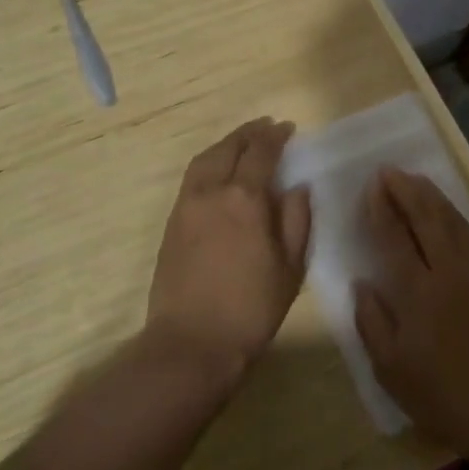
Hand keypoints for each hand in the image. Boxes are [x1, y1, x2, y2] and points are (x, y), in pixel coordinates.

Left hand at [146, 118, 311, 379]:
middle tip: (266, 127)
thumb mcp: (289, 268)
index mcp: (244, 199)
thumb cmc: (251, 308)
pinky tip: (219, 171)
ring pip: (205, 159)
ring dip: (226, 144)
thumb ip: (296, 221)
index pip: (260, 152)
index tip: (287, 128)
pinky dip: (209, 162)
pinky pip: (192, 177)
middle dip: (249, 133)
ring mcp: (186, 205)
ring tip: (242, 142)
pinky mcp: (172, 222)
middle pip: (229, 148)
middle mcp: (211, 192)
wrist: (192, 342)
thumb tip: (296, 187)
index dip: (274, 137)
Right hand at [354, 168, 468, 457]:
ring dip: (433, 197)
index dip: (381, 208)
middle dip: (406, 190)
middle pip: (426, 217)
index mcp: (418, 292)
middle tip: (390, 170)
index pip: (394, 237)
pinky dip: (458, 217)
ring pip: (454, 221)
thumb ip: (372, 321)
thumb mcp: (391, 369)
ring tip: (415, 181)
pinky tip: (450, 214)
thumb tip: (362, 283)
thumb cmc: (442, 396)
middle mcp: (450, 271)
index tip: (372, 185)